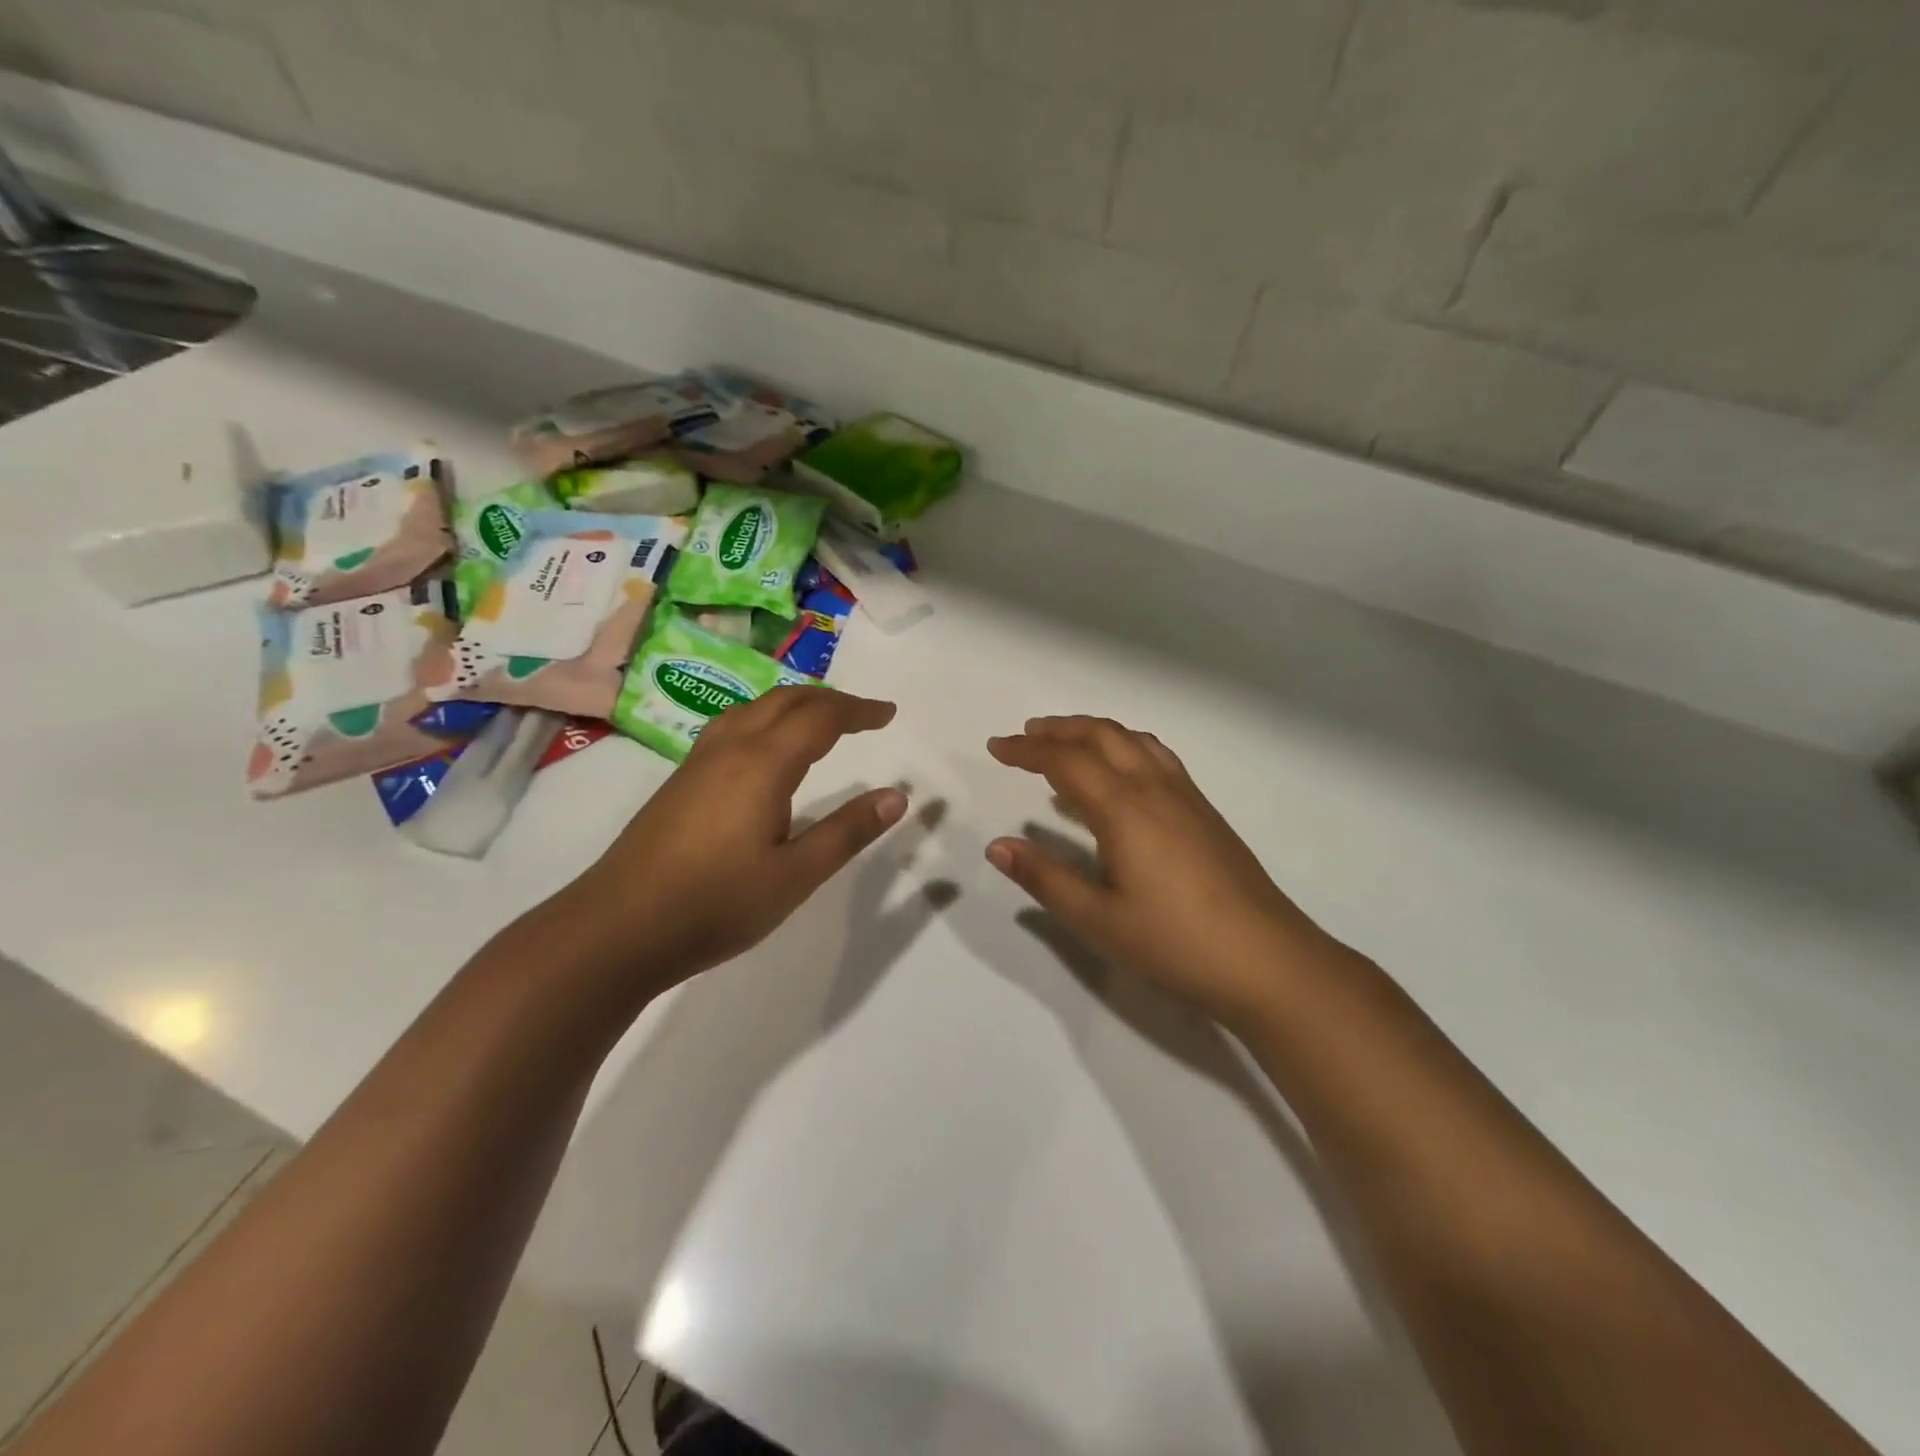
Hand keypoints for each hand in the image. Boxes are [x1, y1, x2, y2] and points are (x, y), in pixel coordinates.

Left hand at [563, 686, 907, 994]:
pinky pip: (733, 726)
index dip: (859, 711)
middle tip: (864, 715)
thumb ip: (847, 832)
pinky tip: (765, 751)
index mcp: (763, 763)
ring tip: (820, 722)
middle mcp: (730, 748)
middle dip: (829, 700)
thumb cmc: (715, 904)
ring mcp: (698, 762)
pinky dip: (766, 719)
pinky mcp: (681, 781)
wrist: (617, 928)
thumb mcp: (795, 876)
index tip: (889, 714)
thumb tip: (897, 796)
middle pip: (785, 700)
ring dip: (794, 704)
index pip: (821, 718)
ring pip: (753, 709)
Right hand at [987, 716, 1343, 1027]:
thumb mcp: (1097, 919)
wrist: (1267, 960)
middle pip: (1102, 736)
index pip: (1065, 761)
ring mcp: (1186, 796)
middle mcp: (1154, 788)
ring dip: (1094, 732)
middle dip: (1059, 729)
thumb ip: (1045, 877)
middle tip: (1025, 736)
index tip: (995, 748)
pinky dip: (1125, 748)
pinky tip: (1120, 775)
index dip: (1026, 751)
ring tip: (1066, 744)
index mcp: (1123, 809)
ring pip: (1133, 740)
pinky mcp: (1205, 811)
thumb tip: (997, 846)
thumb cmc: (1174, 942)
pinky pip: (1157, 757)